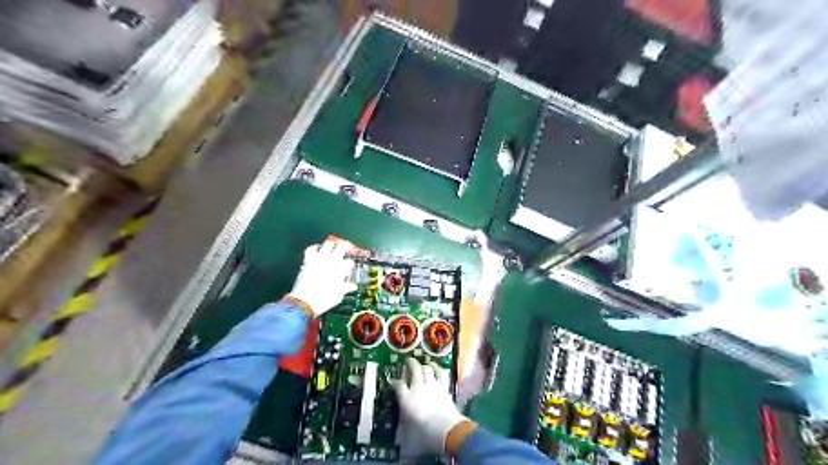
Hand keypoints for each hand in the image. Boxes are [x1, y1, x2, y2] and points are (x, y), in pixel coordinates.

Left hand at [289, 241, 355, 318]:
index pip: (350, 262)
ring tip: (333, 246)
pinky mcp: (308, 260)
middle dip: (345, 247)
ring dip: (332, 245)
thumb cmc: (324, 300)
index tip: (350, 267)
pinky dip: (315, 247)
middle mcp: (331, 261)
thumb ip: (346, 288)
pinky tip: (317, 248)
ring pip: (327, 244)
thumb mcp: (339, 295)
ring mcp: (319, 259)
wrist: (305, 302)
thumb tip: (352, 286)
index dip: (351, 264)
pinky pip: (311, 249)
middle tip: (345, 248)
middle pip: (341, 247)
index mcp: (341, 269)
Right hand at [392, 360, 468, 452]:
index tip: (393, 382)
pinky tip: (435, 366)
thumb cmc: (425, 435)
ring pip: (426, 369)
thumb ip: (402, 431)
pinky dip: (437, 368)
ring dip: (423, 366)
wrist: (447, 431)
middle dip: (410, 364)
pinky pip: (440, 373)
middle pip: (413, 369)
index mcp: (406, 399)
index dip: (394, 382)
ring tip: (421, 365)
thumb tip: (398, 438)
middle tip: (408, 362)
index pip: (397, 385)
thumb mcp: (408, 436)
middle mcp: (418, 388)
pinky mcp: (444, 387)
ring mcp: (432, 385)